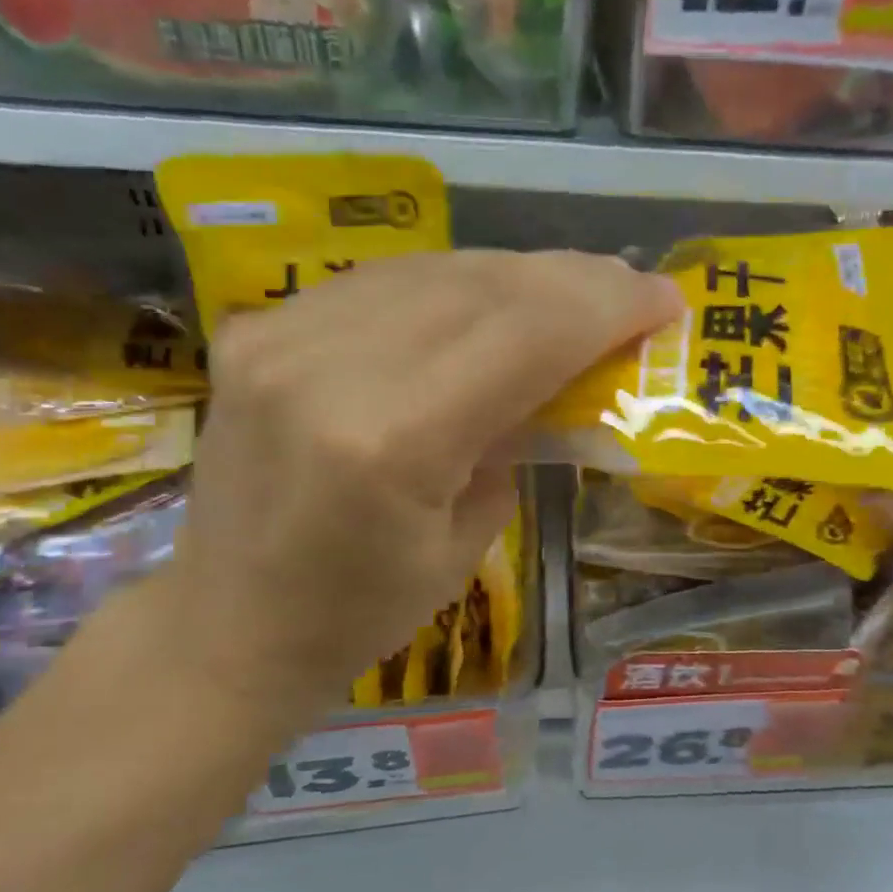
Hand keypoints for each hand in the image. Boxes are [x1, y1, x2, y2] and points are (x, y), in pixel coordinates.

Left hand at [149, 250, 681, 734]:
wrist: (228, 623)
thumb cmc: (362, 612)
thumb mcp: (469, 538)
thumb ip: (520, 438)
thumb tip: (568, 372)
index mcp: (392, 439)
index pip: (525, 334)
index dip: (606, 306)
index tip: (664, 299)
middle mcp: (329, 367)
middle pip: (484, 285)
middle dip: (573, 280)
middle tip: (627, 289)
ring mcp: (280, 337)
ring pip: (434, 268)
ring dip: (517, 274)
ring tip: (568, 292)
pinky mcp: (256, 329)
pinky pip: (382, 282)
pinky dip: (450, 284)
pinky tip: (485, 300)